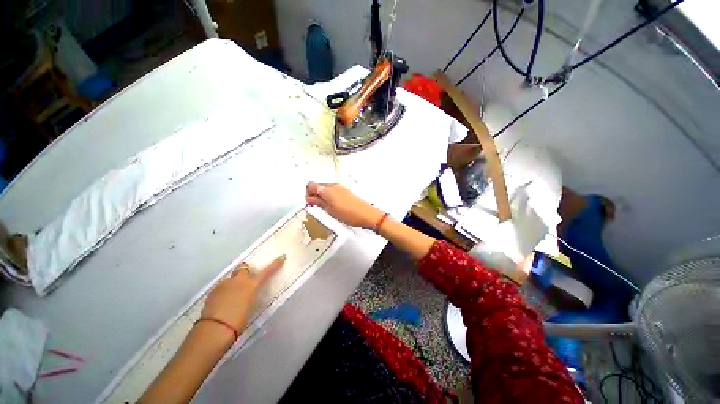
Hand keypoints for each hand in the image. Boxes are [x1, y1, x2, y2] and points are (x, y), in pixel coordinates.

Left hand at [201, 256, 284, 332]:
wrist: (215, 330)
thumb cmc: (238, 321)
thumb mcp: (251, 306)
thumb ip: (251, 294)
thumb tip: (250, 292)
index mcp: (251, 284)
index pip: (267, 271)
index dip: (275, 264)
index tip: (282, 257)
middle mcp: (238, 280)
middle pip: (244, 267)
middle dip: (246, 271)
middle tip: (246, 281)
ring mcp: (224, 284)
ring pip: (231, 277)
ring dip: (234, 282)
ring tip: (233, 296)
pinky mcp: (212, 291)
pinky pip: (222, 286)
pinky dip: (225, 291)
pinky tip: (223, 302)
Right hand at [305, 182, 383, 228]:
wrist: (366, 214)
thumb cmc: (349, 214)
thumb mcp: (329, 211)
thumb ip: (318, 203)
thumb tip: (309, 199)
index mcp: (327, 190)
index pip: (311, 185)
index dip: (307, 194)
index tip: (309, 203)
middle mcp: (334, 186)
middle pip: (318, 186)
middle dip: (314, 195)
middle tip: (316, 207)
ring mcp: (341, 188)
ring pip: (326, 189)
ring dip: (322, 196)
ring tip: (326, 208)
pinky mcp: (346, 191)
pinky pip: (333, 191)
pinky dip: (329, 197)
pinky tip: (333, 207)